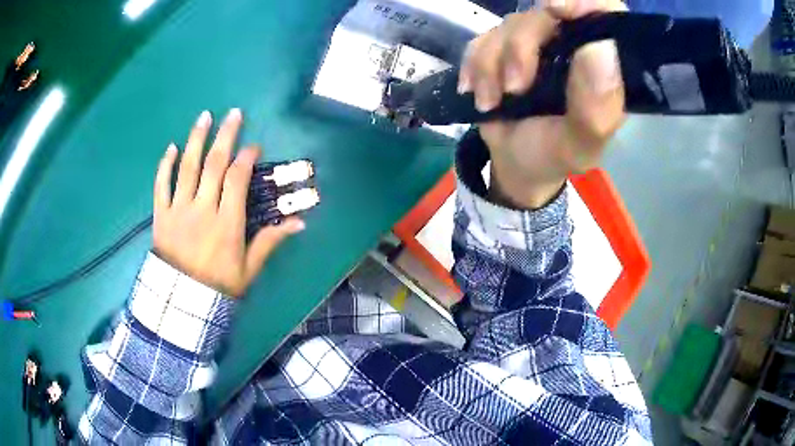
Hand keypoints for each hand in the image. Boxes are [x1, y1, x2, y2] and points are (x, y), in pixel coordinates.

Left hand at [153, 109, 304, 296]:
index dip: (247, 157)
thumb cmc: (219, 285)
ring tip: (205, 116)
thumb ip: (270, 241)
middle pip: (214, 164)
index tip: (254, 147)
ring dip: (196, 139)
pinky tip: (171, 147)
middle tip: (234, 113)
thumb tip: (300, 222)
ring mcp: (179, 210)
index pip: (237, 179)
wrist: (183, 302)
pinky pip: (161, 186)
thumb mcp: (249, 268)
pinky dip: (165, 165)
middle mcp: (203, 209)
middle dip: (226, 136)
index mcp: (226, 222)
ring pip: (187, 167)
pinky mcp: (161, 215)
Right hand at [458, 0, 626, 208]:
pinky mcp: (503, 47)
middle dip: (521, 48)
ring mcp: (536, 42)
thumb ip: (596, 106)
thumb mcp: (580, 144)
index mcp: (603, 64)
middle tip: (514, 88)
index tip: (558, 9)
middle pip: (546, 14)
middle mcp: (572, 44)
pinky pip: (481, 40)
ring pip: (509, 26)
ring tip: (492, 103)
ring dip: (492, 65)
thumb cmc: (555, 154)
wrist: (517, 163)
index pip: (604, 12)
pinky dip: (474, 67)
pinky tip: (479, 95)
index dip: (584, 2)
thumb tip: (599, 48)